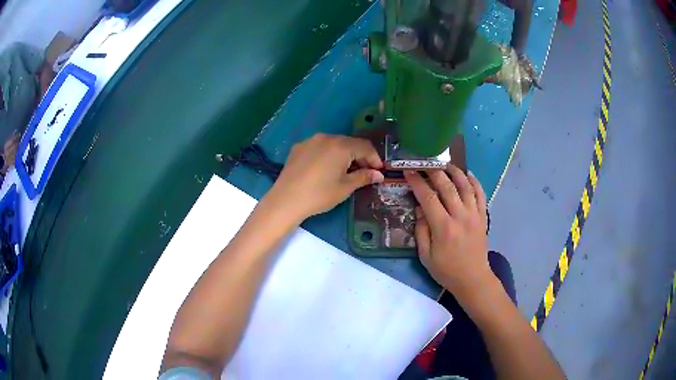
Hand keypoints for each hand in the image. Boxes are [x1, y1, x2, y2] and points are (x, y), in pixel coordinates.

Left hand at [264, 134, 384, 222]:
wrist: (286, 200)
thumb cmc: (319, 195)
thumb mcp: (345, 187)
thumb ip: (363, 177)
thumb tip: (378, 174)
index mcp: (341, 146)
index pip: (365, 146)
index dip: (375, 158)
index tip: (379, 171)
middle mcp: (326, 137)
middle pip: (349, 143)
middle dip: (360, 156)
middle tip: (364, 172)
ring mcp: (310, 141)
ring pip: (334, 144)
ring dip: (344, 154)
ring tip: (345, 171)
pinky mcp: (299, 148)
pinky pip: (319, 147)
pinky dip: (328, 155)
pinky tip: (326, 169)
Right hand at [404, 166, 492, 302]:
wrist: (473, 279)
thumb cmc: (446, 270)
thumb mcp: (425, 256)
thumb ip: (421, 231)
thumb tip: (419, 208)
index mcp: (443, 227)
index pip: (428, 197)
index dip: (417, 182)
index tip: (409, 171)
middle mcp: (460, 216)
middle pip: (447, 186)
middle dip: (433, 171)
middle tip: (424, 163)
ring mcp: (474, 215)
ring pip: (465, 185)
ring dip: (455, 172)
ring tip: (445, 164)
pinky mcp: (483, 216)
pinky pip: (480, 194)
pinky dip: (474, 181)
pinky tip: (467, 174)